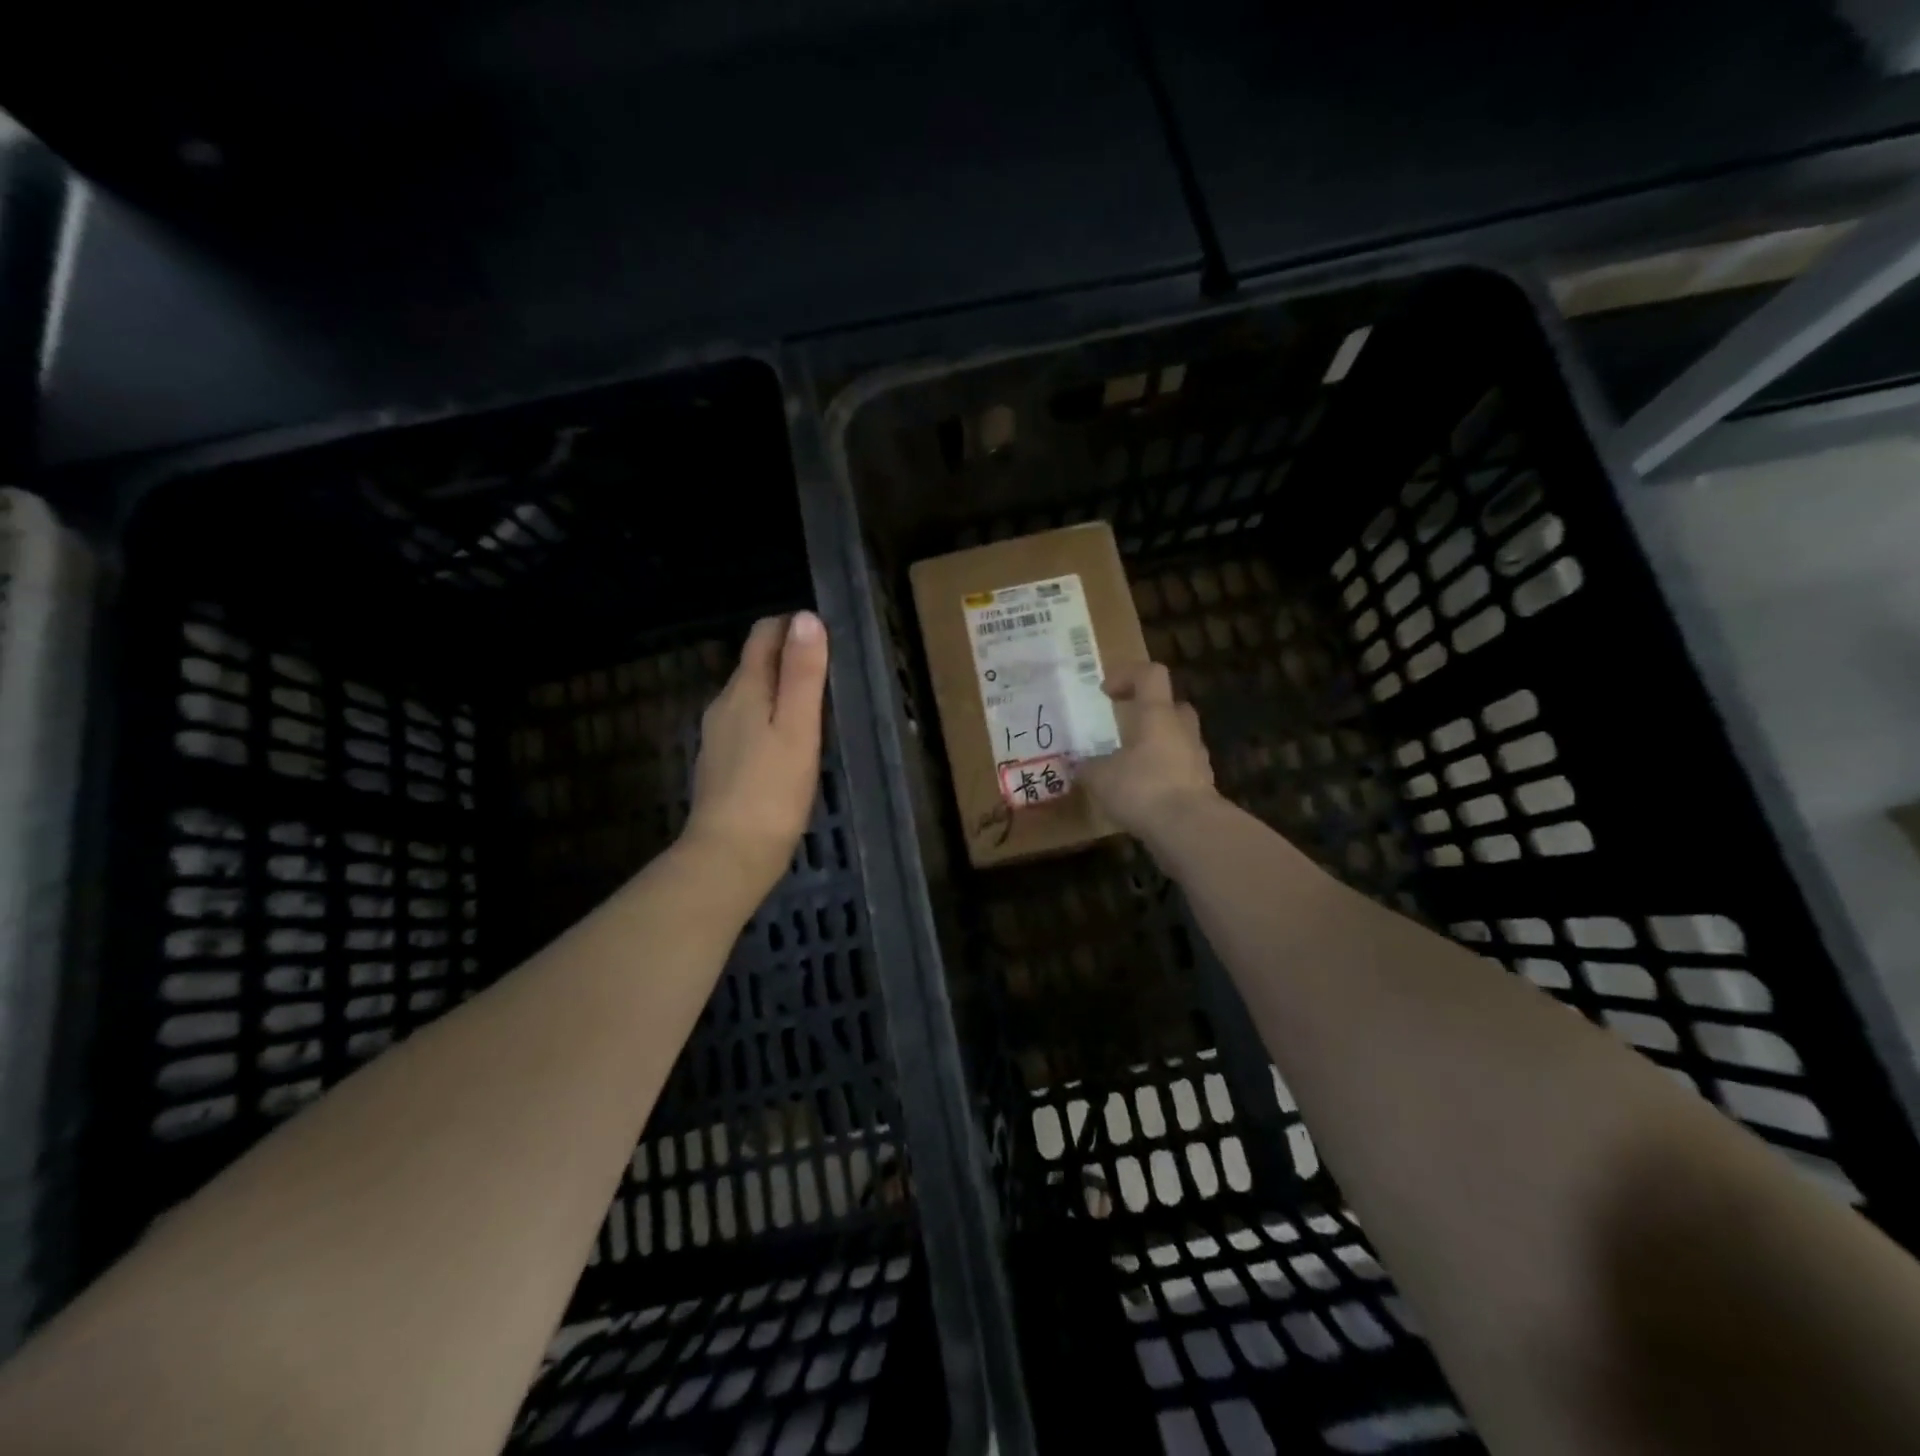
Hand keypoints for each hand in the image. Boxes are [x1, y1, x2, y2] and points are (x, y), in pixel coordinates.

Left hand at [683, 612, 829, 899]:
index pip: (762, 635)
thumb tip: (805, 618)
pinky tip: (787, 745)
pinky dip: (768, 720)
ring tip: (814, 709)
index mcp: (745, 690)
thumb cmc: (772, 791)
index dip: (792, 627)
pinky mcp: (720, 763)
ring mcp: (717, 735)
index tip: (825, 638)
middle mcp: (724, 704)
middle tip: (829, 674)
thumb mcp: (799, 728)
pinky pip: (746, 724)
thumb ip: (803, 673)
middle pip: (755, 664)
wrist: (729, 854)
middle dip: (788, 658)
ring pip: (750, 696)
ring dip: (779, 691)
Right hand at [1078, 661, 1218, 841]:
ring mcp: (1197, 759)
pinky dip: (1163, 776)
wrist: (1189, 829)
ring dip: (1157, 747)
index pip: (1151, 675)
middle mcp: (1182, 730)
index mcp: (1158, 715)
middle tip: (1125, 727)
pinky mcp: (1202, 788)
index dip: (1128, 675)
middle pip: (1173, 707)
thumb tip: (1079, 766)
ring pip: (1178, 740)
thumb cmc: (1142, 788)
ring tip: (1129, 766)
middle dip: (1150, 713)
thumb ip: (1088, 767)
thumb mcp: (1100, 777)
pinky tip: (1142, 795)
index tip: (1106, 692)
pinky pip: (1181, 771)